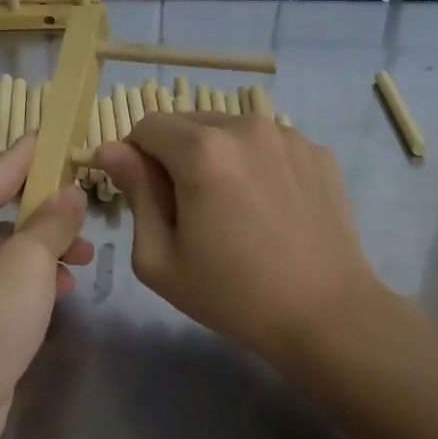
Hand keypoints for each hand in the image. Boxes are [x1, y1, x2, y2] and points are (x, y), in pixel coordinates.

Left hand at [0, 137, 92, 438]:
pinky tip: (64, 289)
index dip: (31, 154)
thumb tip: (70, 192)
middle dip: (46, 210)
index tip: (61, 135)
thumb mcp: (28, 262)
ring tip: (86, 256)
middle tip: (87, 205)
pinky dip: (30, 279)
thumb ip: (53, 221)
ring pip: (3, 247)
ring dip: (44, 248)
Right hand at [93, 113, 386, 367]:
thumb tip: (111, 150)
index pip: (147, 126)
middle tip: (189, 209)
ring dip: (218, 156)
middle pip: (189, 123)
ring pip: (230, 131)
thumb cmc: (232, 294)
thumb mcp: (160, 257)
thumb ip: (134, 193)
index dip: (136, 156)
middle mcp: (246, 126)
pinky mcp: (317, 152)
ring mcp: (288, 136)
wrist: (326, 315)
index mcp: (202, 150)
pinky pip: (268, 144)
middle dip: (176, 155)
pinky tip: (269, 208)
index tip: (147, 196)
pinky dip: (256, 164)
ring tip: (234, 209)